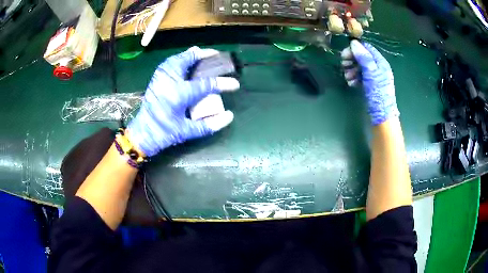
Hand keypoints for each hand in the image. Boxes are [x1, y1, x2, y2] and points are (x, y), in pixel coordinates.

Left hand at [127, 46, 239, 156]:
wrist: (142, 134)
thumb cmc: (164, 134)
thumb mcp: (187, 132)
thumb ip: (209, 125)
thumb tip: (229, 116)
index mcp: (178, 95)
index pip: (205, 84)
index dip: (222, 83)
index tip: (235, 83)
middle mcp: (169, 82)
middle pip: (187, 61)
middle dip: (203, 55)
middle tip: (215, 54)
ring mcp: (160, 78)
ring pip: (176, 58)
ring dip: (190, 55)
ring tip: (201, 54)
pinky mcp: (155, 79)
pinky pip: (168, 63)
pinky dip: (178, 59)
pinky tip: (184, 61)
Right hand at [341, 40, 398, 125]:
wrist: (382, 116)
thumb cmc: (378, 93)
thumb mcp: (371, 73)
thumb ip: (364, 57)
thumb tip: (354, 43)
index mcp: (380, 62)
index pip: (366, 48)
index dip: (355, 49)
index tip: (344, 55)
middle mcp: (377, 68)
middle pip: (362, 57)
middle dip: (351, 60)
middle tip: (343, 65)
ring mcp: (374, 77)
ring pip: (359, 67)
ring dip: (351, 70)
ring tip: (347, 78)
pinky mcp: (370, 86)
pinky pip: (360, 77)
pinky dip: (354, 79)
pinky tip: (351, 84)